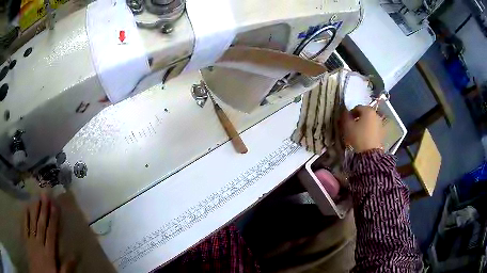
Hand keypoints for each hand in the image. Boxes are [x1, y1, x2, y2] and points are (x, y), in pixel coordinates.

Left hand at [24, 194, 74, 272]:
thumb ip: (66, 268)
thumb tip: (75, 255)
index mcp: (49, 253)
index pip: (51, 233)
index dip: (53, 220)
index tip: (55, 206)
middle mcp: (39, 243)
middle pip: (41, 225)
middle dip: (44, 210)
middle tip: (45, 195)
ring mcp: (31, 240)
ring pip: (33, 223)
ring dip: (35, 210)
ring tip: (37, 198)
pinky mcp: (26, 239)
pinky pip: (25, 226)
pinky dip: (25, 217)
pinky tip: (26, 208)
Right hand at [341, 105, 383, 152]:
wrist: (370, 153)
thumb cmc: (358, 137)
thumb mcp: (347, 126)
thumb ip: (345, 116)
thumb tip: (345, 112)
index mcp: (368, 110)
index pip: (357, 107)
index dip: (350, 113)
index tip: (346, 120)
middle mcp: (376, 114)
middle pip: (364, 113)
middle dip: (357, 118)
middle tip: (351, 126)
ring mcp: (380, 123)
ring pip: (369, 121)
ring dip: (363, 124)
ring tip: (357, 132)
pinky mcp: (382, 133)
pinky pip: (373, 128)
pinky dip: (368, 130)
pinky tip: (363, 137)